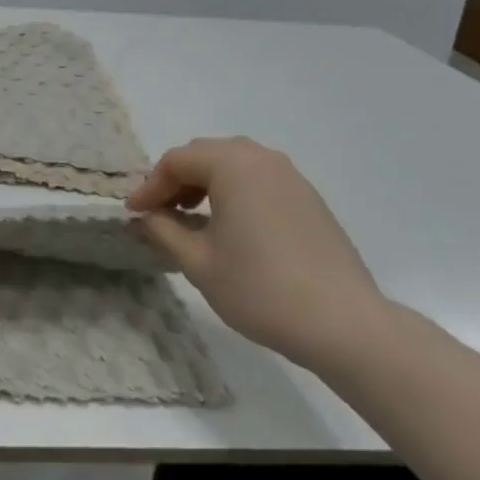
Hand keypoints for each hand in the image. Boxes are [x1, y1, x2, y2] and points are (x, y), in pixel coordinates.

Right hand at [127, 137, 390, 369]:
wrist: (345, 324)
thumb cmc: (261, 288)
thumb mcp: (198, 262)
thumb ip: (164, 230)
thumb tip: (146, 216)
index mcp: (231, 164)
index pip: (176, 162)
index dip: (149, 186)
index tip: (134, 214)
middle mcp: (261, 158)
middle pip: (204, 155)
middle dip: (176, 180)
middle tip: (159, 212)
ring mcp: (290, 176)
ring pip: (233, 164)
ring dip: (206, 183)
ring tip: (192, 218)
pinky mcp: (309, 198)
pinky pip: (259, 180)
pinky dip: (235, 192)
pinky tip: (231, 226)